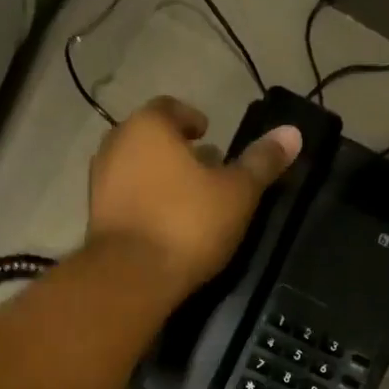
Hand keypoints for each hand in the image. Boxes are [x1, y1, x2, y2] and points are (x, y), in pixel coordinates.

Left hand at [86, 96, 302, 298]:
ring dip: (160, 179)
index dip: (192, 120)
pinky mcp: (95, 220)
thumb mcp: (237, 193)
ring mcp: (99, 184)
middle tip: (204, 169)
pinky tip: (165, 226)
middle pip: (151, 140)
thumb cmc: (187, 225)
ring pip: (136, 171)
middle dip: (177, 152)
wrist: (131, 278)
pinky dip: (145, 205)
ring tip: (189, 200)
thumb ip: (262, 162)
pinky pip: (126, 201)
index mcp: (148, 126)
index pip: (171, 109)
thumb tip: (293, 132)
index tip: (209, 135)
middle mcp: (115, 146)